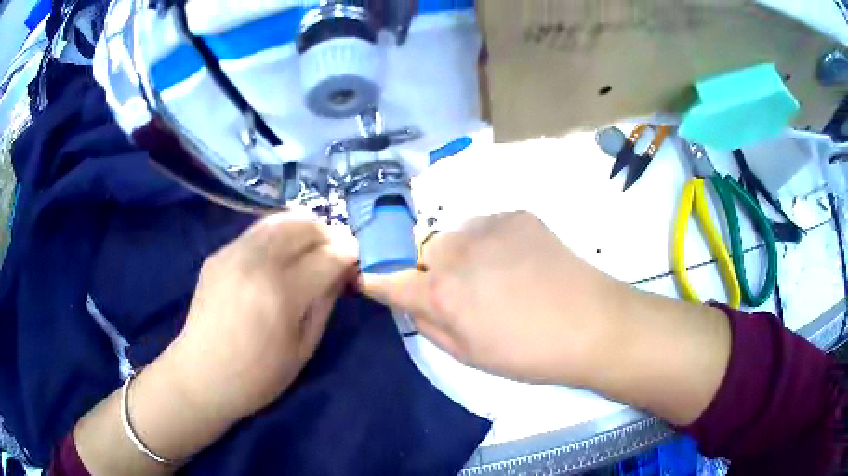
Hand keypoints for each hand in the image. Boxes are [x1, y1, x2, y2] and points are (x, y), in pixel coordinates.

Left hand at [165, 213, 356, 422]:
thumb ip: (325, 304)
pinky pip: (256, 232)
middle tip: (335, 251)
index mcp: (282, 293)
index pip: (328, 256)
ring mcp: (233, 254)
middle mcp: (257, 263)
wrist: (202, 375)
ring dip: (302, 227)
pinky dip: (277, 235)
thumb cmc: (258, 375)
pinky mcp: (218, 254)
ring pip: (278, 220)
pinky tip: (279, 255)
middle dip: (328, 233)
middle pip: (303, 225)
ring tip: (310, 246)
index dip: (349, 254)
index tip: (356, 259)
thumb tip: (340, 271)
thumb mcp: (303, 349)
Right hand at [359, 211, 730, 425]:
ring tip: (497, 275)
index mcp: (442, 293)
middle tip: (464, 292)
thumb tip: (410, 301)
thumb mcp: (468, 355)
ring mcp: (489, 225)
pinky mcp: (517, 214)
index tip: (371, 278)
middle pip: (424, 252)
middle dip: (433, 270)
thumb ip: (428, 325)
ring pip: (456, 235)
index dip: (376, 279)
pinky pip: (487, 226)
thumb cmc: (528, 352)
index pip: (388, 279)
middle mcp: (457, 251)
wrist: (591, 323)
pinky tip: (519, 261)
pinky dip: (491, 241)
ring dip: (463, 253)